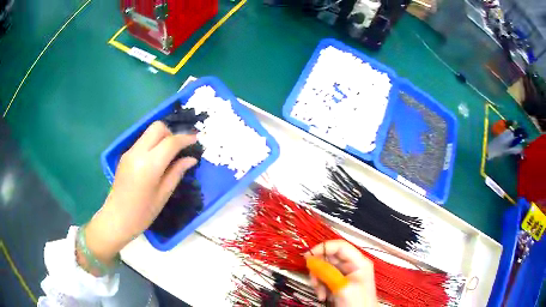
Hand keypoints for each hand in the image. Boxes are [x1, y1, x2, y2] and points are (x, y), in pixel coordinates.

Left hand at [83, 121, 197, 270]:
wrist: (117, 218)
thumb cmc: (143, 213)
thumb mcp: (164, 194)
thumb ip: (177, 172)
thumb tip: (191, 159)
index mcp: (149, 165)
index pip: (170, 142)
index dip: (185, 138)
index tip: (196, 140)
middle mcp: (138, 153)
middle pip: (157, 127)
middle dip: (172, 133)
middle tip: (179, 148)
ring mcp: (129, 152)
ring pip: (149, 132)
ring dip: (162, 137)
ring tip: (169, 154)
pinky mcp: (125, 155)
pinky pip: (143, 141)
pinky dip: (153, 144)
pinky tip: (156, 160)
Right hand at [305, 240, 377, 306]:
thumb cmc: (357, 303)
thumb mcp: (342, 286)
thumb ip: (327, 272)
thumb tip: (311, 259)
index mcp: (359, 262)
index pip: (340, 246)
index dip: (323, 248)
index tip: (307, 257)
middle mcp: (352, 266)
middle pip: (329, 258)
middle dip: (318, 270)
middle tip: (314, 281)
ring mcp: (345, 276)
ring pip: (324, 269)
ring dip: (318, 281)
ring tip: (320, 293)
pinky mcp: (338, 284)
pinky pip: (324, 280)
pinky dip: (320, 287)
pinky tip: (322, 296)